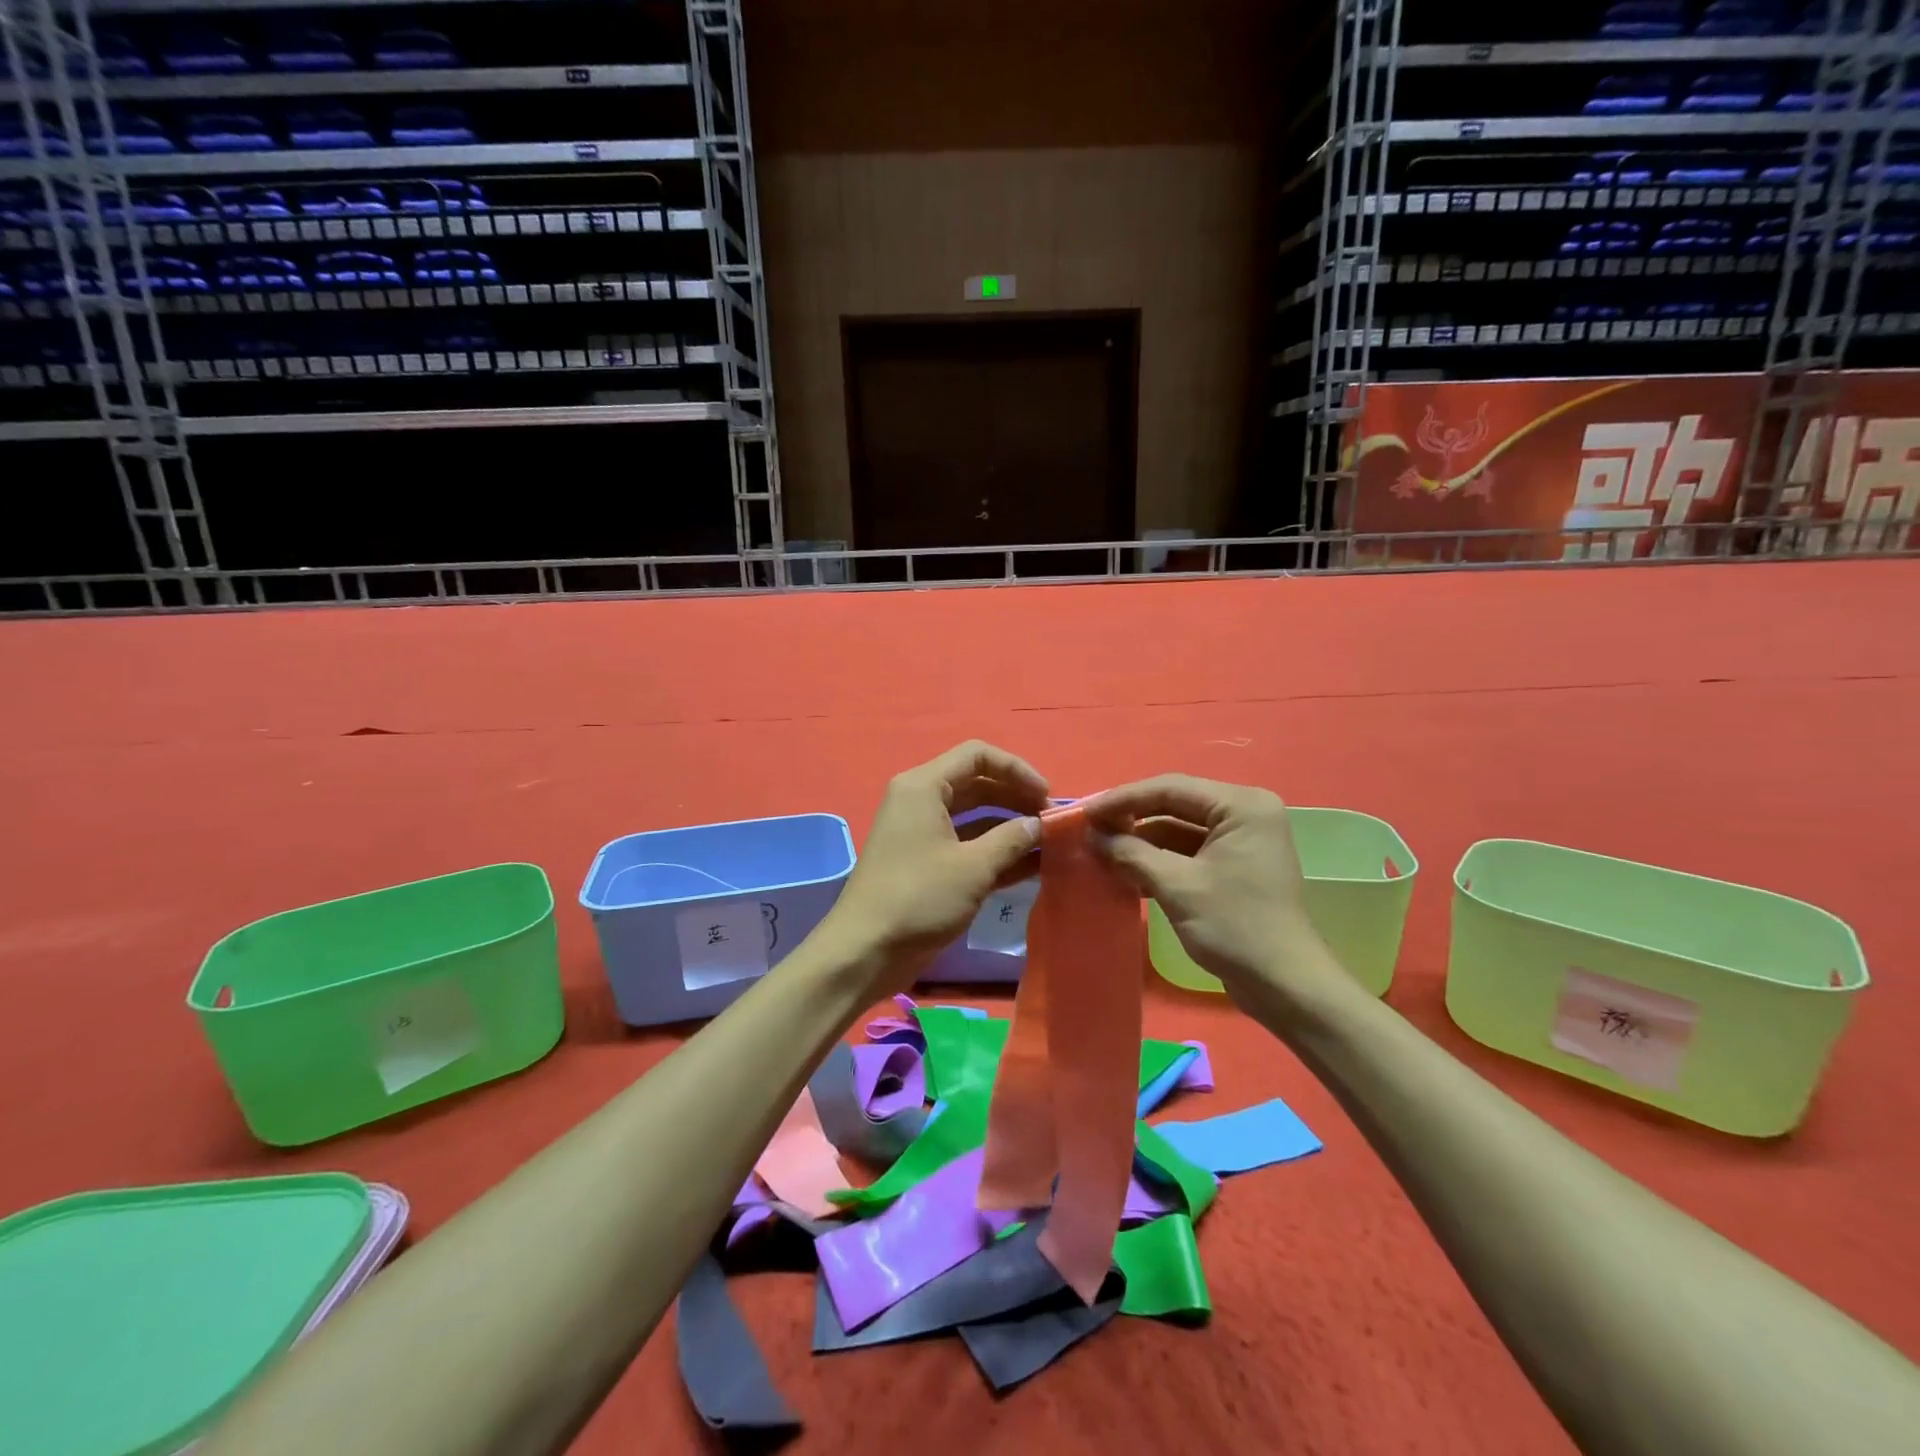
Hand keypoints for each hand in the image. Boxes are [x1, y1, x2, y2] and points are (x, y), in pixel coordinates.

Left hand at [822, 741, 1049, 995]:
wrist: (866, 951)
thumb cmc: (918, 898)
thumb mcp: (973, 867)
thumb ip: (1012, 839)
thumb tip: (1040, 824)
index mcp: (924, 787)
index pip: (977, 755)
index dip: (1017, 769)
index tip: (1047, 796)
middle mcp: (922, 801)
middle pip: (978, 784)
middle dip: (1016, 799)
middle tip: (1052, 823)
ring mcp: (924, 834)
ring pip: (975, 817)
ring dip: (1011, 828)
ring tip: (1050, 844)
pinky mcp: (928, 864)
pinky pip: (968, 845)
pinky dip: (997, 852)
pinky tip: (1033, 866)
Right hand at [1083, 775, 1343, 1006]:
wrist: (1285, 985)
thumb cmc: (1235, 927)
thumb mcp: (1177, 886)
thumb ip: (1132, 854)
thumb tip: (1093, 836)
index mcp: (1241, 805)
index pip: (1170, 788)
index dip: (1123, 799)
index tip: (1086, 813)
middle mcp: (1245, 813)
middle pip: (1175, 805)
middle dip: (1132, 820)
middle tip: (1090, 831)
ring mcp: (1242, 840)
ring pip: (1179, 829)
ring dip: (1142, 842)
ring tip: (1102, 853)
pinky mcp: (1235, 866)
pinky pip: (1189, 850)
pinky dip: (1160, 859)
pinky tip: (1128, 873)